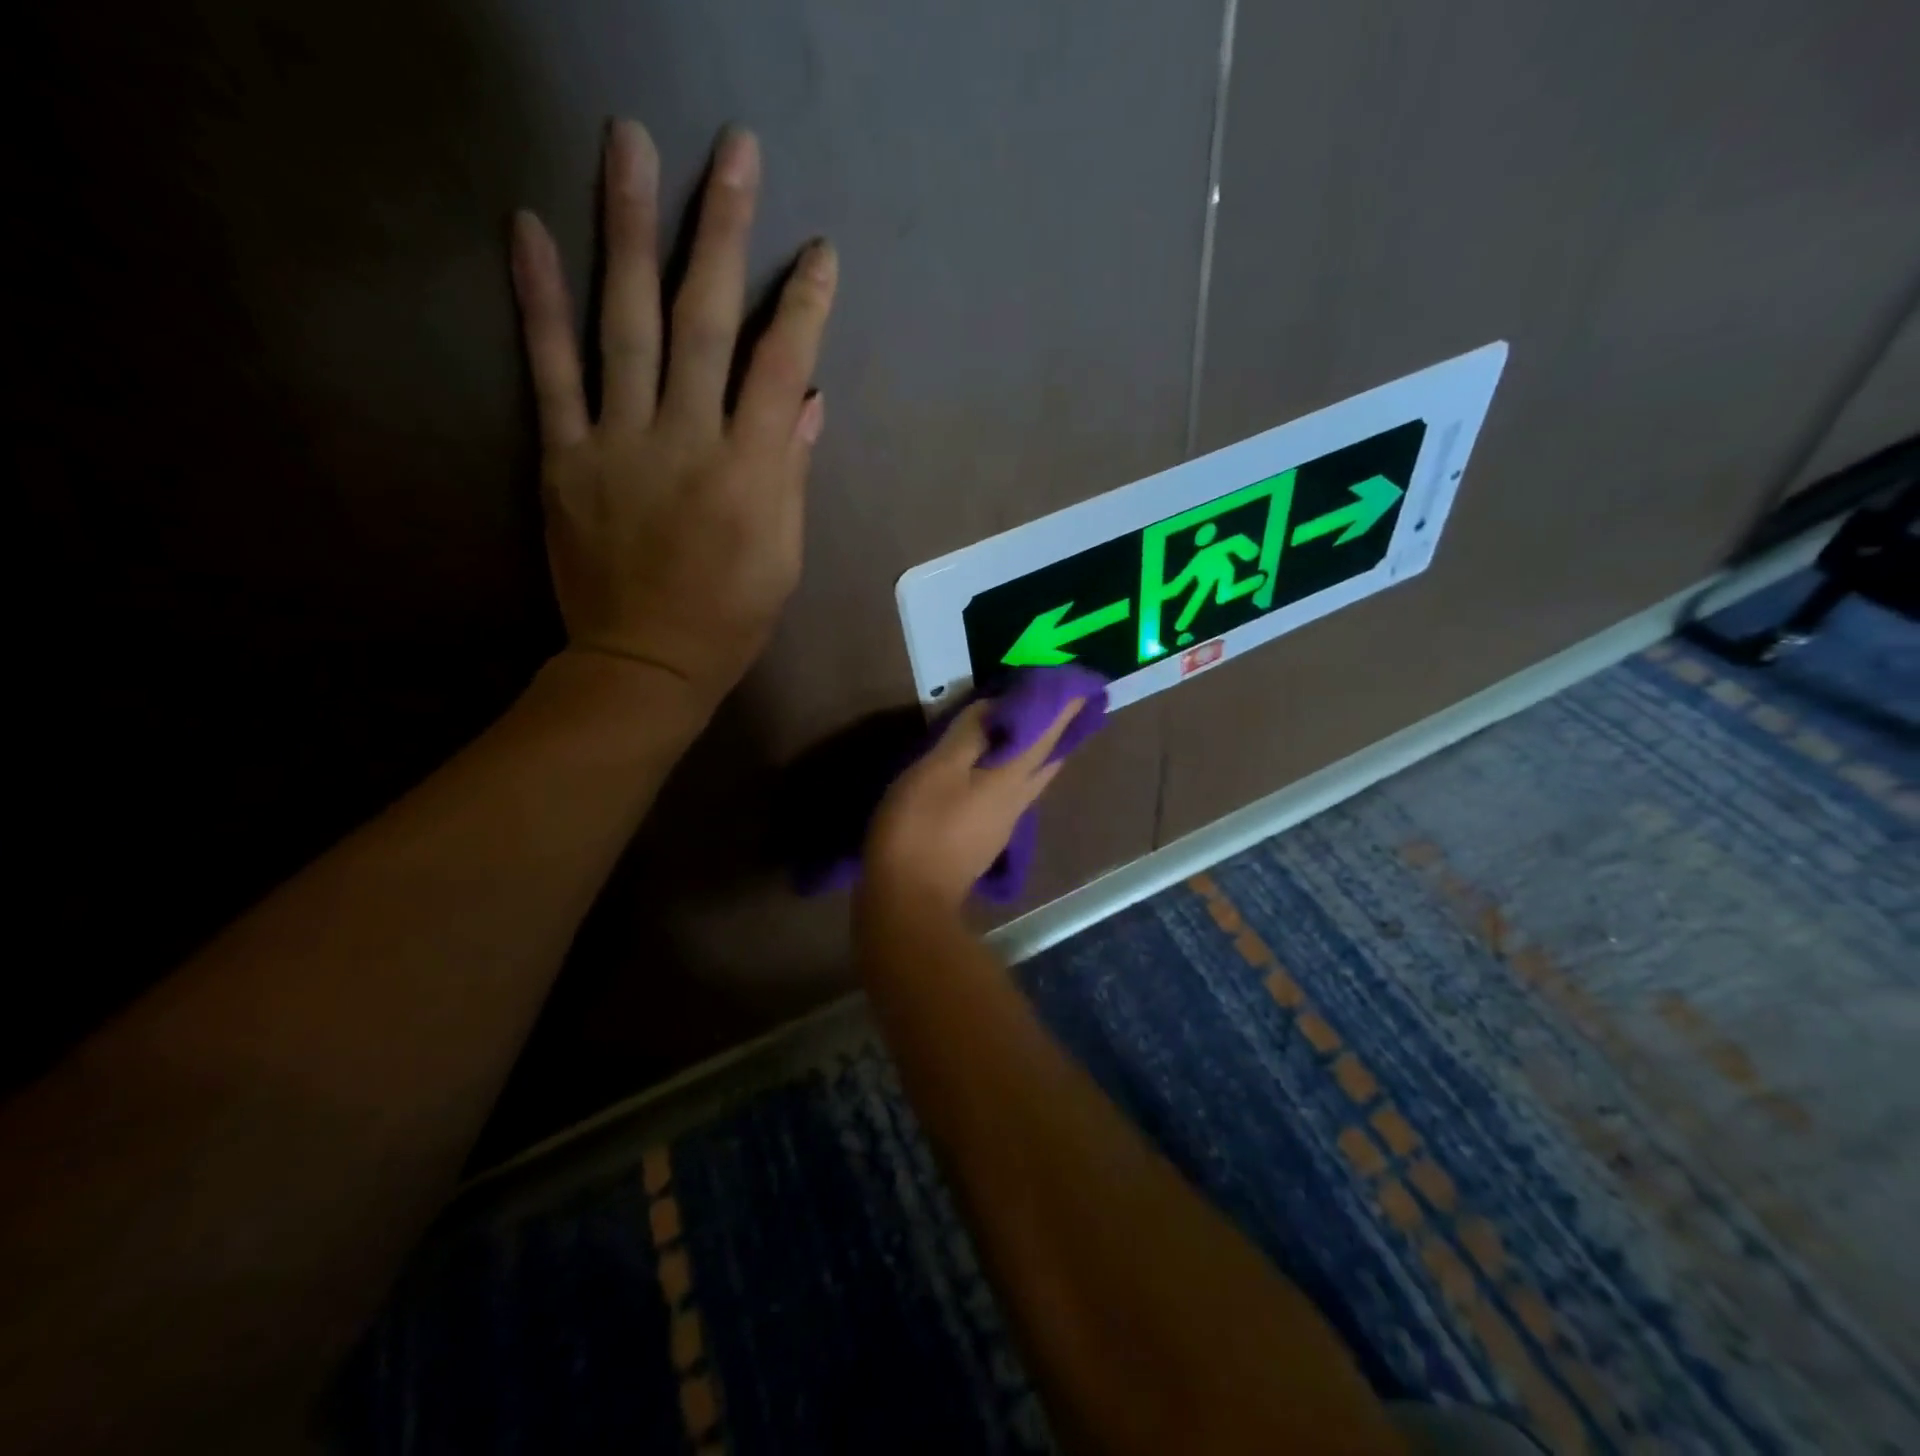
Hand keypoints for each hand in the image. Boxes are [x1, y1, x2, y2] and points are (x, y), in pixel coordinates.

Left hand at [511, 120, 837, 712]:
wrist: (645, 663)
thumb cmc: (731, 617)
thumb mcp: (784, 555)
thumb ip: (790, 472)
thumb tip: (806, 400)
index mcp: (749, 473)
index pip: (780, 368)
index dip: (803, 307)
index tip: (818, 253)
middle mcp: (686, 442)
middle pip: (706, 323)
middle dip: (723, 233)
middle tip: (734, 153)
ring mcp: (619, 444)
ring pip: (629, 325)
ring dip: (630, 231)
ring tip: (629, 145)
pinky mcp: (565, 458)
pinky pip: (551, 372)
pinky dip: (539, 301)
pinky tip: (531, 228)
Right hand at [864, 698, 1084, 910]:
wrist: (910, 901)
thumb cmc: (920, 829)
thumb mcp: (937, 770)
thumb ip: (969, 736)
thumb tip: (997, 708)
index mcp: (1010, 779)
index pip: (1047, 735)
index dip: (1063, 708)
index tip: (1080, 685)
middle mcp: (1018, 801)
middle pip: (1048, 760)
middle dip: (1058, 731)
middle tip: (1061, 704)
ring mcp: (1004, 824)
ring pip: (1031, 778)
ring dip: (1036, 750)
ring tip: (1029, 727)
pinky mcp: (986, 839)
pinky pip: (1010, 792)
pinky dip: (1013, 769)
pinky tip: (995, 768)